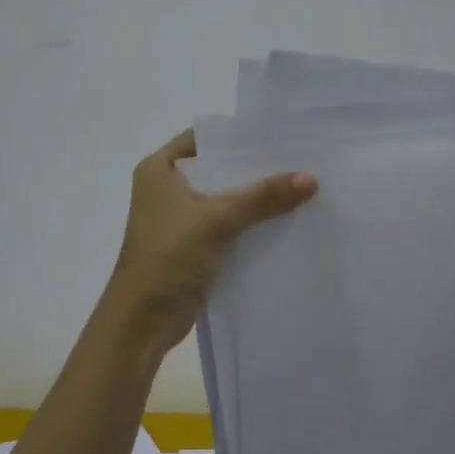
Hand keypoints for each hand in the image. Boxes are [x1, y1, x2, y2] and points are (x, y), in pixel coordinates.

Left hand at [104, 129, 316, 356]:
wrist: (143, 319)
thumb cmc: (168, 256)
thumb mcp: (217, 219)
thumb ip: (263, 197)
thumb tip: (311, 178)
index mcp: (159, 170)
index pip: (204, 138)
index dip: (239, 135)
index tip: (280, 133)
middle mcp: (168, 188)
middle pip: (219, 169)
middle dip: (256, 168)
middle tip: (301, 160)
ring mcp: (180, 219)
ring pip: (226, 199)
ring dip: (257, 198)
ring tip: (302, 187)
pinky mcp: (194, 246)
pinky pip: (229, 226)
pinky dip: (252, 224)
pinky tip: (287, 220)